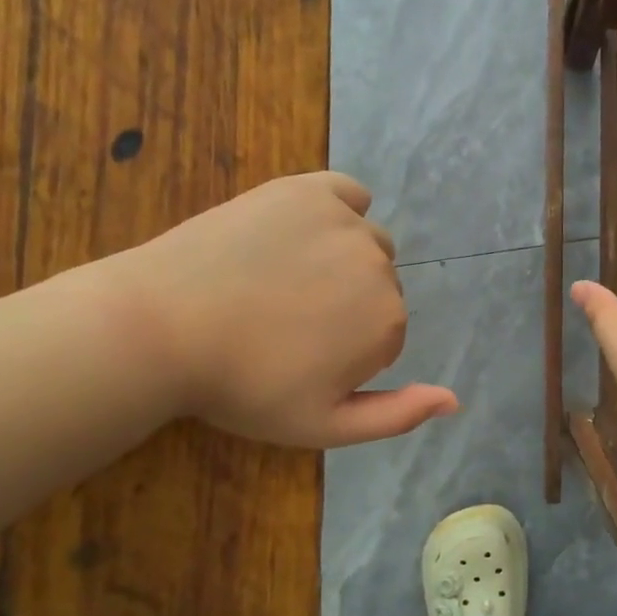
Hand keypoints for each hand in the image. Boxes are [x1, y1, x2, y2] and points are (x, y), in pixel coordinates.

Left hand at [104, 172, 457, 447]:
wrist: (161, 329)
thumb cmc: (242, 387)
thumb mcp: (322, 426)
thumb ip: (396, 416)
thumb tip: (455, 399)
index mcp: (388, 323)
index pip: (386, 335)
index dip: (347, 353)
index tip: (300, 360)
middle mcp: (380, 266)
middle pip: (381, 287)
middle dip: (347, 306)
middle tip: (285, 322)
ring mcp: (345, 221)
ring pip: (367, 242)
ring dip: (342, 260)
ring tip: (283, 279)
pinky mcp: (308, 189)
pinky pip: (349, 193)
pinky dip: (340, 210)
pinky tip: (306, 231)